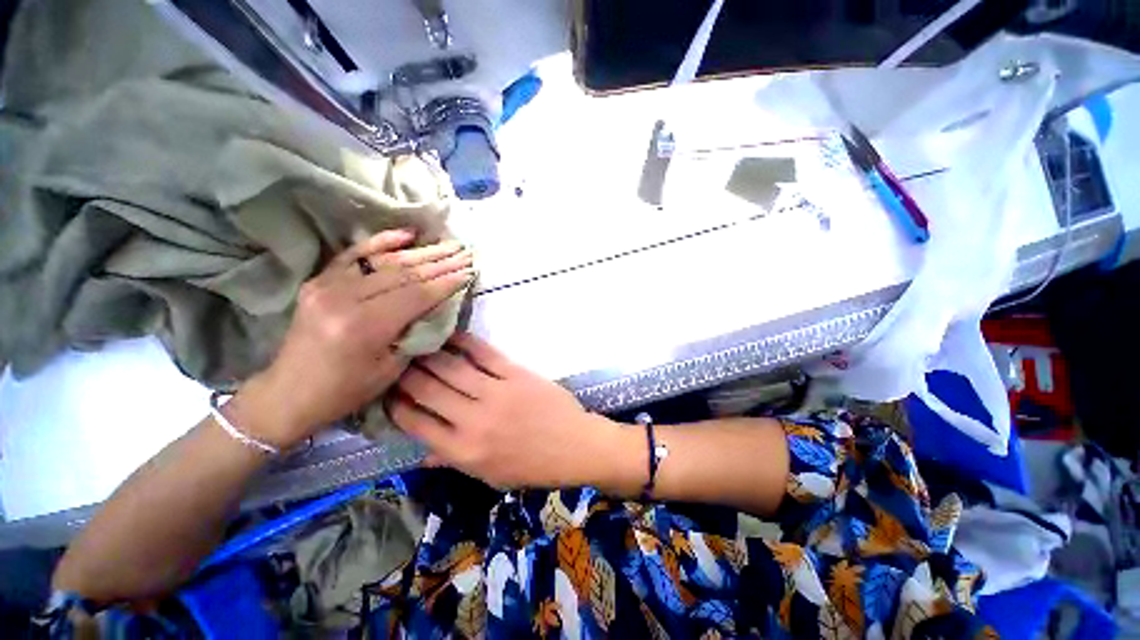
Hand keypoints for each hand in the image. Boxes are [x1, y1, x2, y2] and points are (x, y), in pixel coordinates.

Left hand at [230, 230, 473, 449]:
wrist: (289, 393)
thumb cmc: (346, 390)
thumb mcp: (392, 368)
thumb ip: (415, 331)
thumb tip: (437, 305)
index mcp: (364, 327)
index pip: (416, 295)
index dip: (446, 283)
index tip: (469, 272)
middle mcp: (344, 299)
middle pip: (404, 274)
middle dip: (440, 263)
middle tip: (465, 253)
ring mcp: (327, 286)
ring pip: (385, 263)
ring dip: (421, 253)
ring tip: (448, 244)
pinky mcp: (318, 281)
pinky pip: (354, 255)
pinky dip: (381, 242)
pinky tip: (406, 234)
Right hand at [389, 334, 637, 490]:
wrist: (573, 446)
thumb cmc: (532, 466)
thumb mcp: (489, 476)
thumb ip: (453, 461)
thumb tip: (422, 454)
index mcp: (463, 451)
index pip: (415, 423)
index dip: (395, 403)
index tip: (386, 390)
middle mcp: (473, 420)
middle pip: (427, 389)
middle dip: (405, 373)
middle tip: (395, 359)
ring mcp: (495, 394)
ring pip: (451, 368)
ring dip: (429, 354)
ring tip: (416, 343)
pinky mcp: (515, 374)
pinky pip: (484, 354)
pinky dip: (465, 342)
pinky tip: (452, 334)